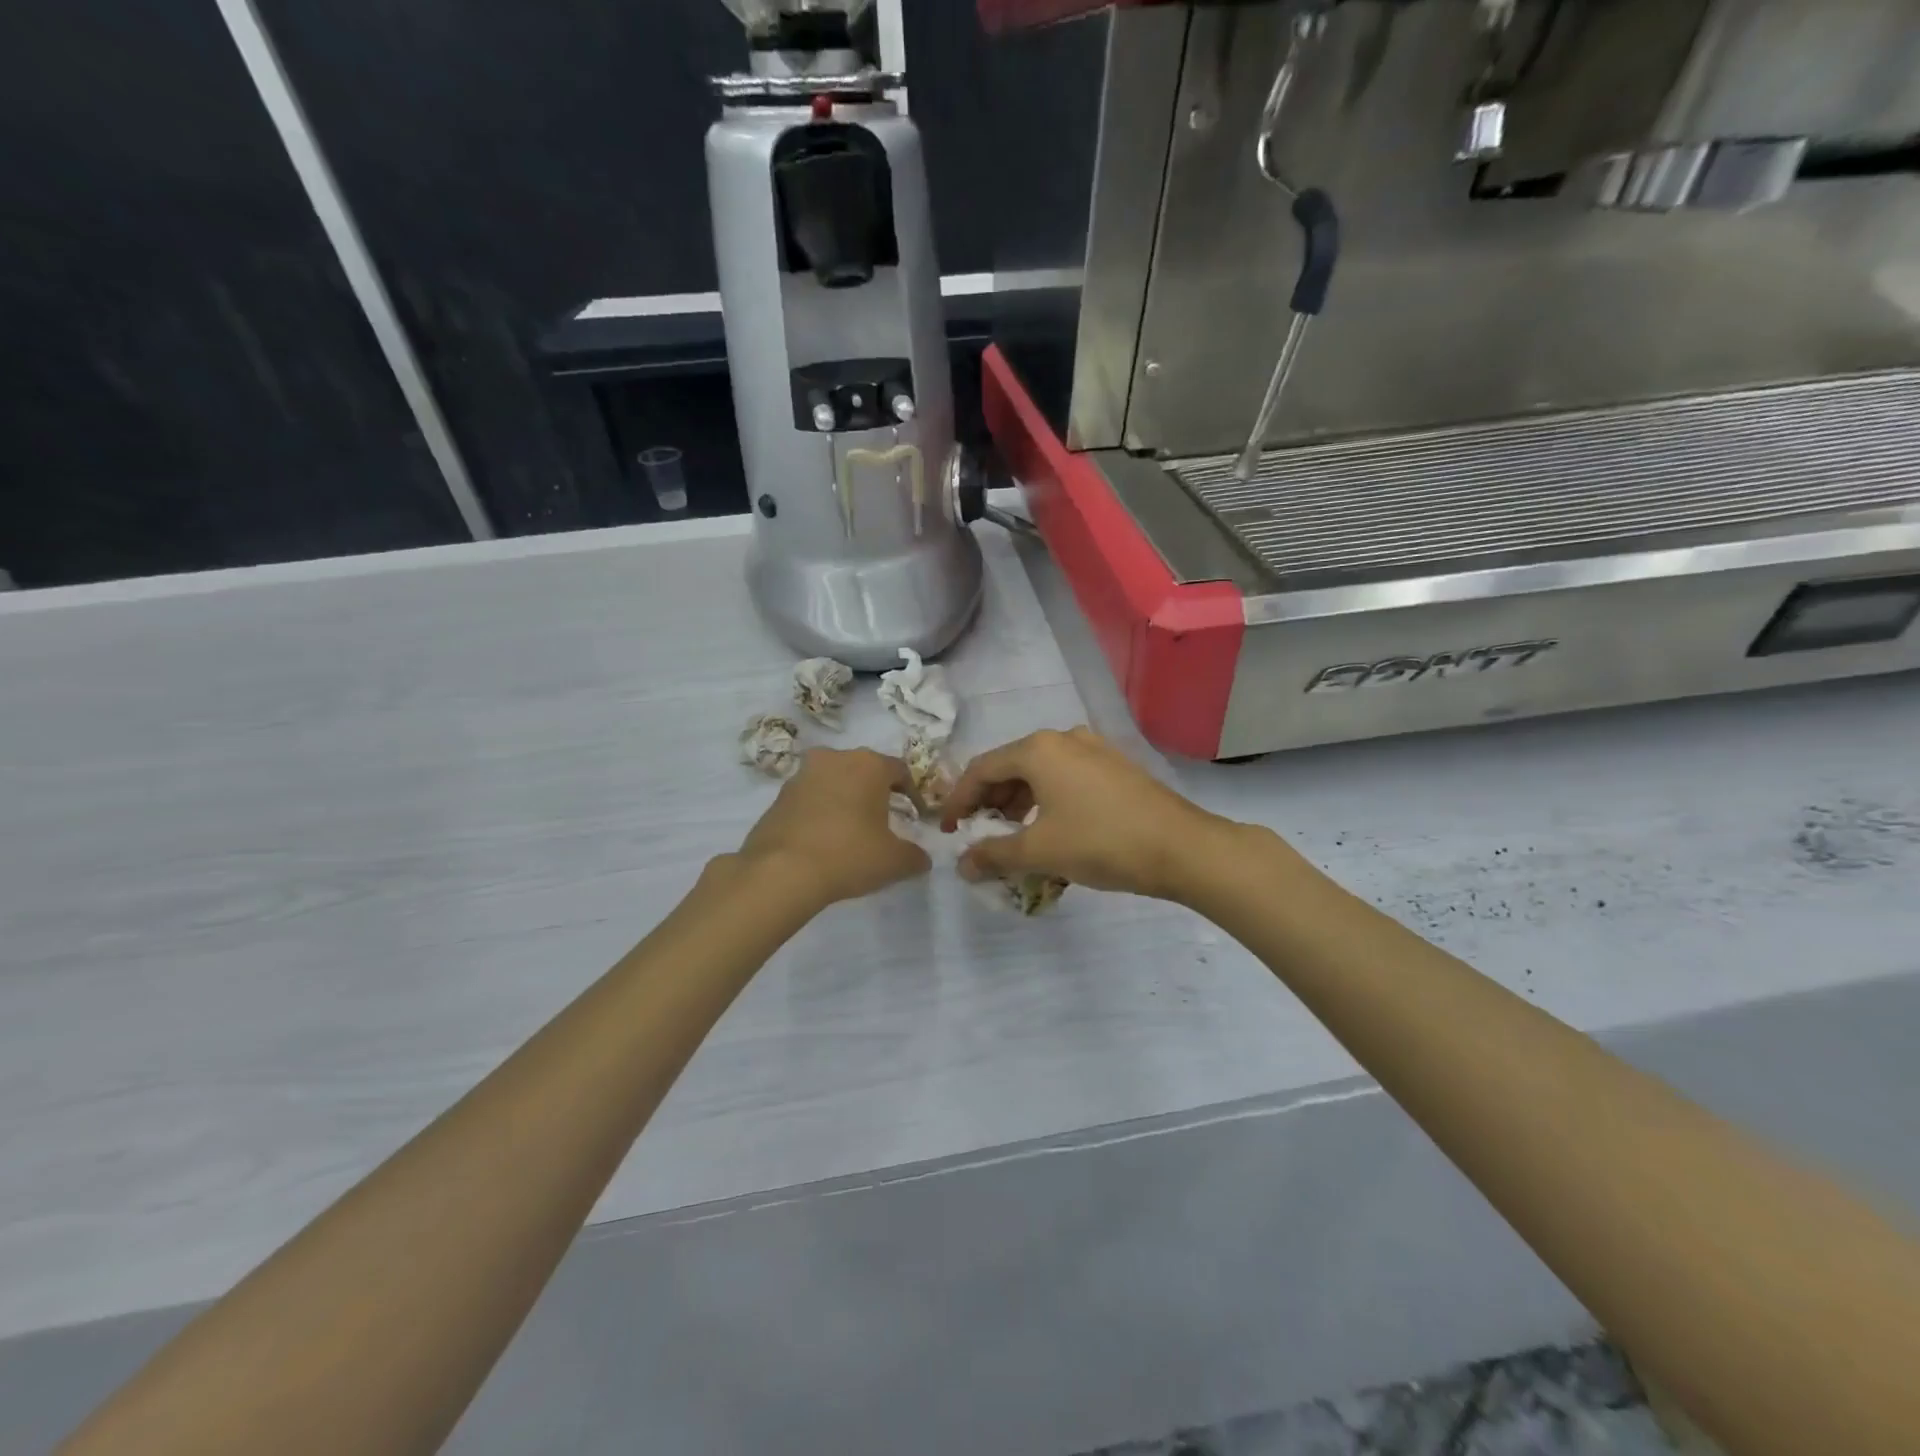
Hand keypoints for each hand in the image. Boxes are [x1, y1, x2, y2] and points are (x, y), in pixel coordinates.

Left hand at [735, 748, 931, 908]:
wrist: (781, 872)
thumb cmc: (849, 855)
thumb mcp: (894, 861)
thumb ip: (915, 856)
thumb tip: (921, 858)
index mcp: (869, 764)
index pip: (900, 771)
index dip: (912, 794)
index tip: (916, 817)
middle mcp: (835, 758)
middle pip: (864, 771)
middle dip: (876, 792)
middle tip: (884, 821)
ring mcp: (802, 775)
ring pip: (834, 782)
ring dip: (845, 800)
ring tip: (852, 831)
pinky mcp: (778, 796)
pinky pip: (810, 799)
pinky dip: (821, 812)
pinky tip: (824, 840)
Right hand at [940, 728, 1234, 900]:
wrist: (1182, 847)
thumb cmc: (1101, 842)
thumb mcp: (1040, 851)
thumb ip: (993, 855)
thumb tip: (962, 865)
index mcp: (1038, 750)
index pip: (981, 769)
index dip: (958, 801)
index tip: (947, 831)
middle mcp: (1064, 738)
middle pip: (1010, 766)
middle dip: (989, 801)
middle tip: (977, 832)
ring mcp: (1094, 749)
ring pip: (1040, 772)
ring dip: (1018, 802)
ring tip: (1012, 834)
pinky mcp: (1115, 766)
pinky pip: (1066, 777)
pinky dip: (1047, 799)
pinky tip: (1050, 827)